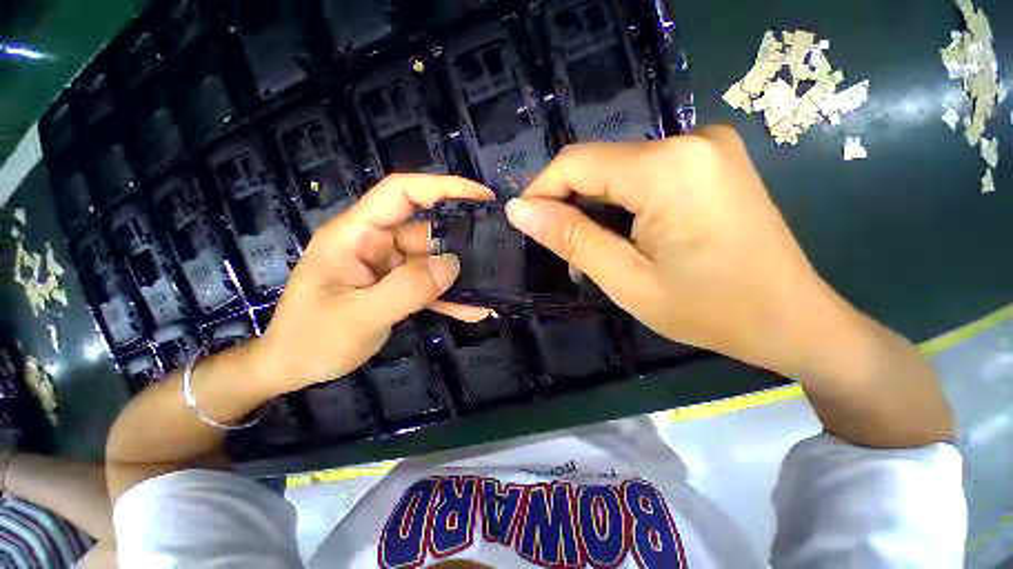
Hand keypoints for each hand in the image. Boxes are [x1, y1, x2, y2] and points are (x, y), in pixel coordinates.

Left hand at [252, 174, 494, 393]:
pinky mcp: (394, 286)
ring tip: (490, 290)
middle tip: (498, 255)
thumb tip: (453, 264)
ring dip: (459, 278)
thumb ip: (407, 288)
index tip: (481, 195)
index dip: (442, 187)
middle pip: (426, 232)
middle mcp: (374, 243)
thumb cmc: (312, 340)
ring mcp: (387, 266)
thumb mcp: (359, 316)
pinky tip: (473, 310)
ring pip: (432, 262)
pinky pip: (427, 285)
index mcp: (356, 235)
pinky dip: (449, 296)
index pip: (401, 193)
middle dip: (461, 245)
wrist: (293, 368)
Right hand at [505, 127, 843, 376]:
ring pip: (618, 170)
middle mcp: (689, 139)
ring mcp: (705, 146)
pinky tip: (624, 235)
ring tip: (592, 250)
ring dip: (595, 208)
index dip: (541, 191)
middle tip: (563, 249)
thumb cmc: (709, 309)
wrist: (791, 318)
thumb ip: (570, 238)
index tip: (525, 223)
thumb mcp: (626, 279)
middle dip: (569, 204)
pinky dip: (621, 203)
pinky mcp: (710, 161)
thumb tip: (520, 210)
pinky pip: (644, 174)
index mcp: (668, 168)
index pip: (576, 162)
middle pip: (598, 164)